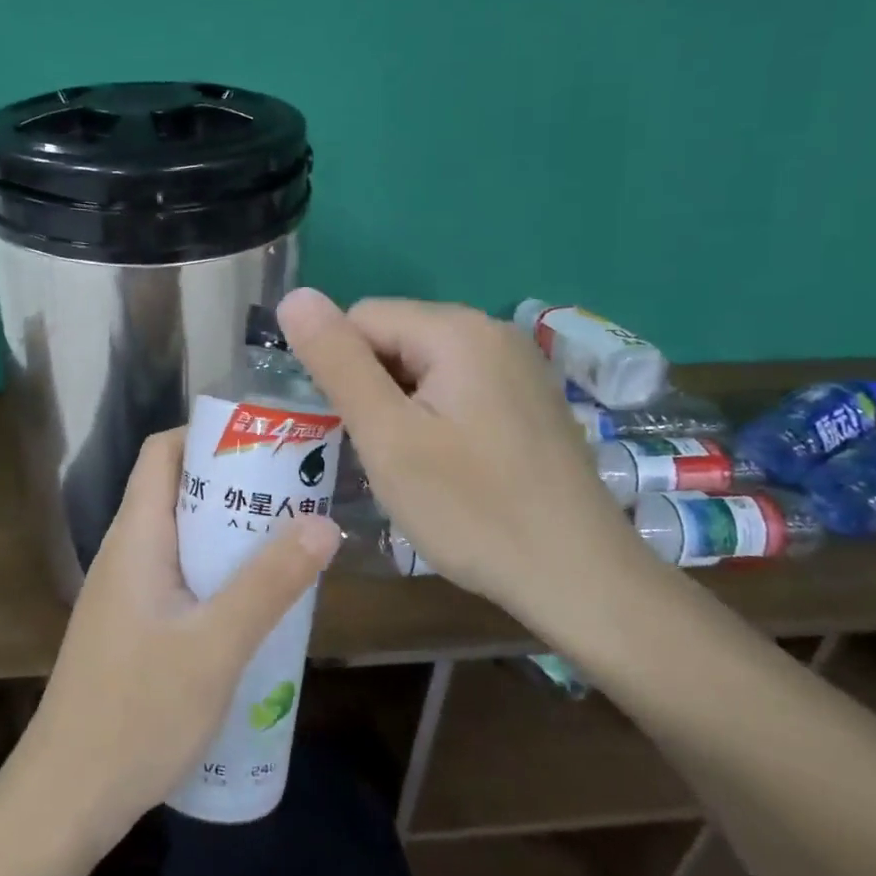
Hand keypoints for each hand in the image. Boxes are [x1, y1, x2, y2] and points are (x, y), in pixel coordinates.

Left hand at [13, 429, 341, 842]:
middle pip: (179, 492)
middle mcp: (126, 554)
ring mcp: (127, 594)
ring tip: (290, 548)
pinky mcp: (133, 629)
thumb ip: (268, 584)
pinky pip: (181, 580)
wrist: (66, 799)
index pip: (163, 453)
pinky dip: (218, 577)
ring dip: (232, 537)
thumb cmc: (136, 714)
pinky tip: (256, 610)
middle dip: (236, 488)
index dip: (208, 435)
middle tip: (296, 499)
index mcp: (135, 537)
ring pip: (183, 540)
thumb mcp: (215, 647)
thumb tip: (323, 523)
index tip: (266, 444)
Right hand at [277, 289, 645, 613]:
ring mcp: (519, 365)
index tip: (348, 429)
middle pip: (395, 338)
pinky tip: (448, 466)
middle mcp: (493, 331)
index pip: (361, 318)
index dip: (339, 370)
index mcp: (457, 330)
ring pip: (424, 366)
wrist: (581, 579)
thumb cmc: (473, 510)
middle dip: (372, 388)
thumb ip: (338, 362)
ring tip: (411, 465)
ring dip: (400, 407)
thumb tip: (294, 297)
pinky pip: (458, 387)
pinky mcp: (529, 399)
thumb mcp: (387, 437)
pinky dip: (435, 417)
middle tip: (380, 454)